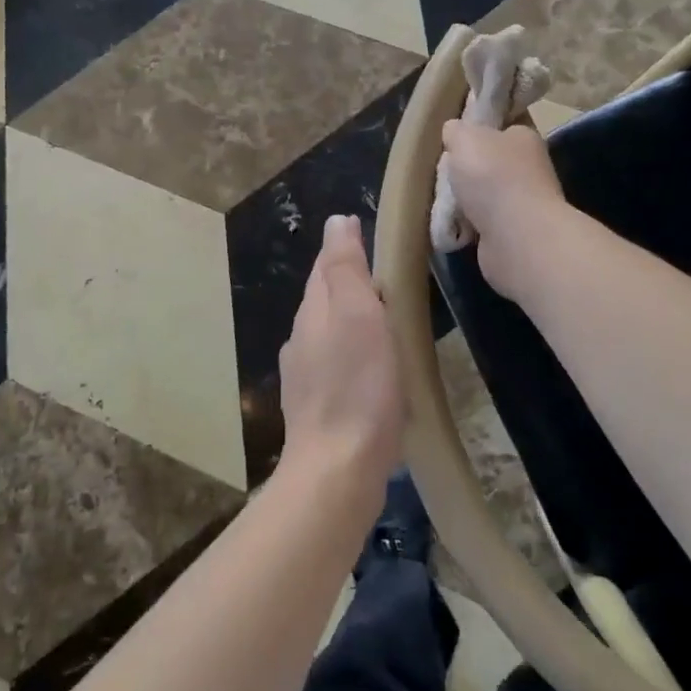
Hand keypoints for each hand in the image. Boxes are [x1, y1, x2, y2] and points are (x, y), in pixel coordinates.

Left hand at [277, 215, 403, 496]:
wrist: (338, 469)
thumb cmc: (357, 385)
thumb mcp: (358, 313)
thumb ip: (345, 268)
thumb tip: (337, 220)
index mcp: (312, 312)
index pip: (325, 267)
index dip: (345, 249)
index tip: (371, 234)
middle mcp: (302, 340)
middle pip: (326, 300)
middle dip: (350, 286)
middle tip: (389, 277)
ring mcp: (306, 378)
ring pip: (332, 335)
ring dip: (354, 323)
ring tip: (387, 322)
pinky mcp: (319, 410)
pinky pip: (339, 369)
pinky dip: (356, 359)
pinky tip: (374, 373)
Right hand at [440, 120, 566, 299]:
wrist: (516, 237)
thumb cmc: (492, 176)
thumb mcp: (465, 137)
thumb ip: (456, 130)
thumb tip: (454, 130)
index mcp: (524, 138)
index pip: (502, 126)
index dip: (479, 128)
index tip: (455, 137)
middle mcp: (529, 168)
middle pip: (490, 162)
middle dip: (466, 168)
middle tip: (444, 171)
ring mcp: (523, 203)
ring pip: (484, 194)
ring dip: (464, 199)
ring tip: (444, 201)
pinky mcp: (513, 232)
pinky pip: (482, 222)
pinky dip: (467, 225)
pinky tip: (454, 225)